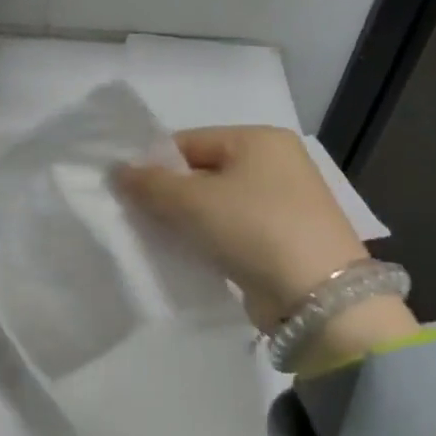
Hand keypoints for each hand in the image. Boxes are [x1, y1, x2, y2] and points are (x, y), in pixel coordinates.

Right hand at [115, 126, 373, 327]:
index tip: (125, 191)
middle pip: (203, 172)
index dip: (154, 164)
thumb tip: (118, 170)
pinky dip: (208, 240)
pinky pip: (232, 230)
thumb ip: (150, 184)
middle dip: (168, 195)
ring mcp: (283, 203)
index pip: (190, 142)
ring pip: (217, 204)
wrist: (317, 295)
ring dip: (186, 221)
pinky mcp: (283, 239)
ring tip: (155, 240)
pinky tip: (186, 256)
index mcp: (259, 139)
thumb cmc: (253, 229)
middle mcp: (276, 164)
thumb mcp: (193, 201)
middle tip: (135, 218)